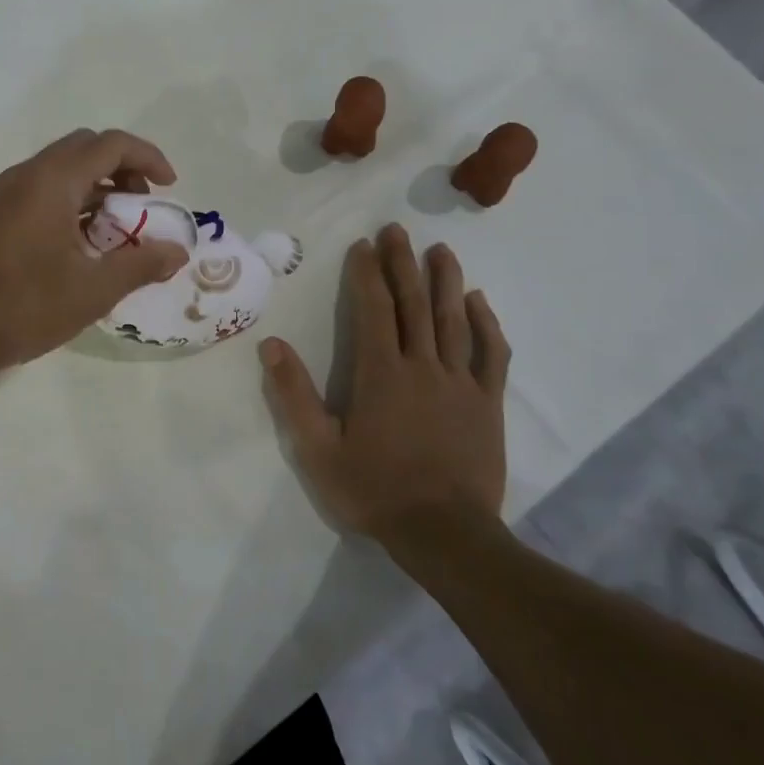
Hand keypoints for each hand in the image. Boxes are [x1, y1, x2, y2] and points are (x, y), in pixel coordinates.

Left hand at [0, 129, 189, 372]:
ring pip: (64, 168)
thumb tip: (178, 252)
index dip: (148, 158)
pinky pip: (45, 188)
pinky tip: (85, 242)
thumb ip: (141, 265)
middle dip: (123, 168)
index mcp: (52, 181)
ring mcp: (8, 193)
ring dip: (98, 186)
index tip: (170, 188)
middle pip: (86, 148)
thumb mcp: (94, 289)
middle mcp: (28, 175)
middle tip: (144, 205)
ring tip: (120, 229)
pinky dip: (74, 200)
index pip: (110, 144)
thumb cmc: (26, 306)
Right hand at [261, 226, 509, 541]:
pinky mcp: (487, 403)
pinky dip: (487, 325)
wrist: (445, 535)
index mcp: (380, 372)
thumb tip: (271, 345)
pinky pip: (492, 355)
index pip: (373, 308)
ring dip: (445, 281)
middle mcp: (422, 365)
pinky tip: (479, 301)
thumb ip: (294, 395)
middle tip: (397, 230)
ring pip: (453, 320)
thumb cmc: (375, 490)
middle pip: (413, 303)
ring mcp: (460, 382)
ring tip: (440, 249)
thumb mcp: (318, 450)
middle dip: (403, 263)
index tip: (363, 244)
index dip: (366, 273)